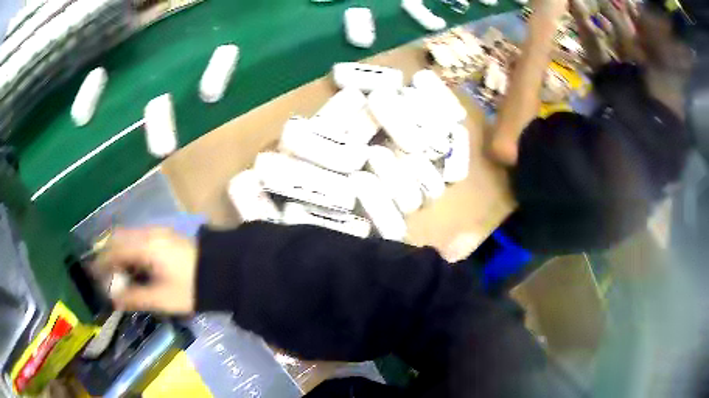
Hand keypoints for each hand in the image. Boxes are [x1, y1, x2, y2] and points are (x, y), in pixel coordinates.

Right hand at [93, 227, 198, 313]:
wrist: (223, 273)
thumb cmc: (191, 288)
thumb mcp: (162, 298)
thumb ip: (135, 298)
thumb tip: (114, 300)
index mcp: (146, 246)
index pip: (115, 250)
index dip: (101, 262)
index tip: (91, 274)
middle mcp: (149, 233)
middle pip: (120, 239)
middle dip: (108, 255)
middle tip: (102, 275)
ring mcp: (158, 232)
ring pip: (129, 238)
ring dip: (119, 252)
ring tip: (115, 274)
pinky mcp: (165, 237)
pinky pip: (139, 240)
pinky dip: (130, 251)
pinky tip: (132, 267)